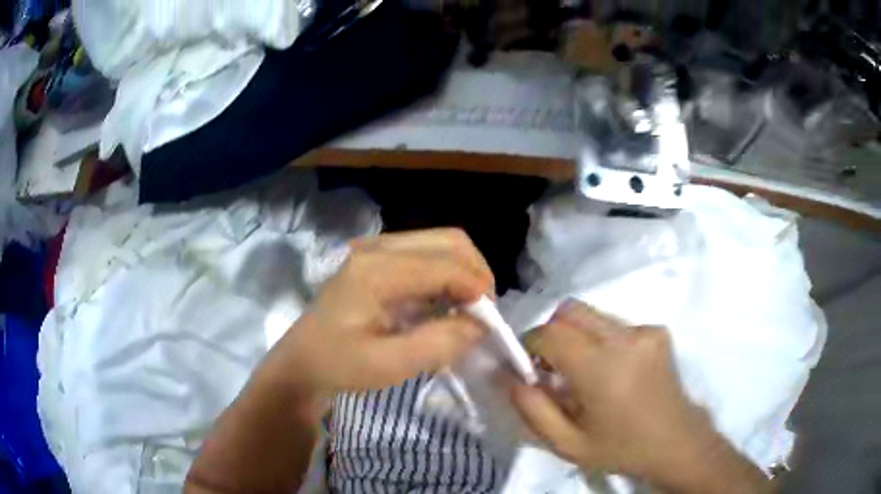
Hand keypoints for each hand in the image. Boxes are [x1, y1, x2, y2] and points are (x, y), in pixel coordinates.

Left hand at [271, 228, 493, 396]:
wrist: (302, 360)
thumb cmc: (338, 365)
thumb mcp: (388, 366)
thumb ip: (438, 344)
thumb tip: (480, 325)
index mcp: (376, 270)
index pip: (445, 265)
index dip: (477, 290)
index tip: (490, 324)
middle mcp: (377, 247)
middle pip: (449, 241)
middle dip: (476, 274)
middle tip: (483, 313)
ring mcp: (376, 248)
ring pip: (441, 243)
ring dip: (463, 273)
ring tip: (468, 310)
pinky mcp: (378, 257)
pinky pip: (427, 253)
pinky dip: (447, 274)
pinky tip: (445, 303)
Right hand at [510, 302, 766, 492]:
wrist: (676, 442)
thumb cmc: (620, 448)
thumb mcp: (566, 444)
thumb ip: (531, 409)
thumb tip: (506, 375)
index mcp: (602, 368)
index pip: (549, 333)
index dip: (529, 345)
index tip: (528, 368)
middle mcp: (625, 338)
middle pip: (570, 311)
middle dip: (551, 333)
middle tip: (552, 368)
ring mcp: (645, 330)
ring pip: (592, 315)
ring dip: (577, 337)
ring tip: (585, 374)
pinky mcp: (657, 330)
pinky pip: (614, 324)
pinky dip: (601, 340)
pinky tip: (613, 372)